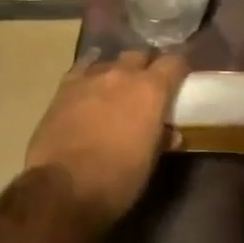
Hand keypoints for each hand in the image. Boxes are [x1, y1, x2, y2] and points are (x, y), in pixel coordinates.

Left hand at [25, 47, 189, 225]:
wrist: (61, 187)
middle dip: (147, 65)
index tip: (181, 77)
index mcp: (150, 91)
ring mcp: (92, 76)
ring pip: (112, 60)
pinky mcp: (65, 86)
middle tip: (149, 84)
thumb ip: (161, 140)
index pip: (174, 62)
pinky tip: (91, 81)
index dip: (179, 67)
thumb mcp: (148, 164)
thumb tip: (170, 133)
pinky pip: (84, 67)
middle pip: (141, 54)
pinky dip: (91, 71)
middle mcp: (123, 74)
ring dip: (119, 70)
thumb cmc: (115, 179)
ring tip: (118, 87)